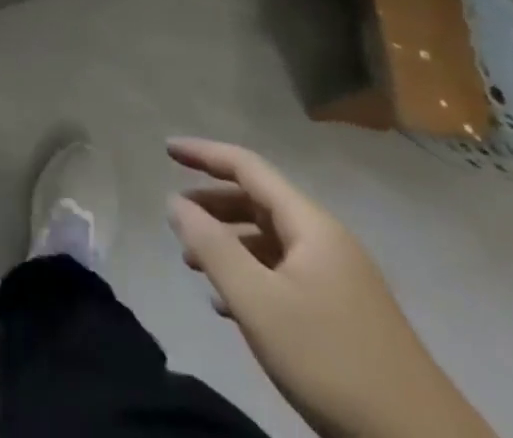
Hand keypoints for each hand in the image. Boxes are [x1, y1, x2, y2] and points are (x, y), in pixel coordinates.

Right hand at [166, 139, 493, 437]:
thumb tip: (176, 202)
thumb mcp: (259, 303)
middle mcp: (327, 241)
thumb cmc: (332, 363)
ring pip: (271, 241)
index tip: (165, 150)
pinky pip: (286, 275)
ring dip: (230, 244)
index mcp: (311, 225)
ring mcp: (341, 280)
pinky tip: (231, 306)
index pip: (248, 167)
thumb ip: (211, 247)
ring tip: (195, 264)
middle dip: (213, 203)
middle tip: (176, 217)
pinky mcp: (347, 317)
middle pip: (259, 201)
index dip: (204, 153)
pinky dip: (252, 276)